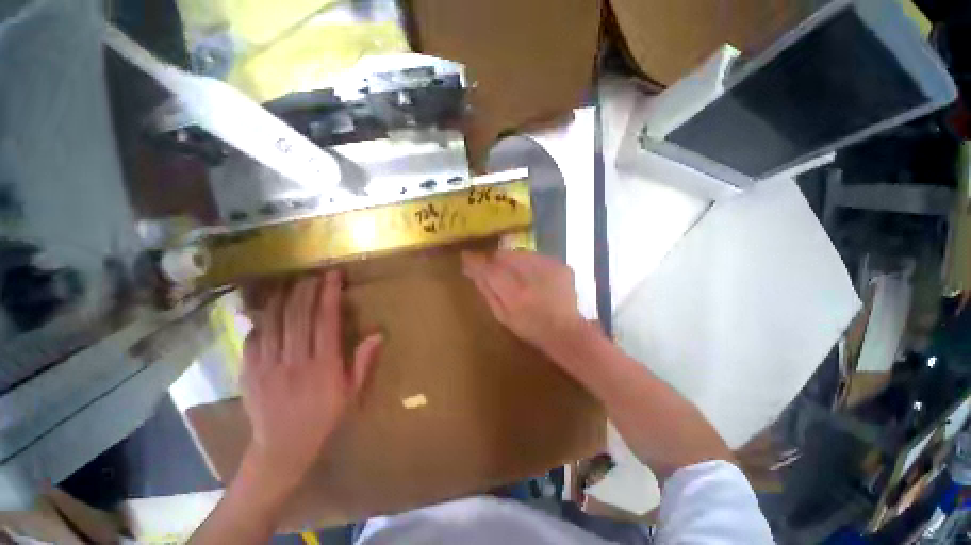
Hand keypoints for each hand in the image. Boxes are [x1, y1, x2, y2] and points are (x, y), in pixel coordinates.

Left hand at [240, 270, 382, 487]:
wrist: (282, 447)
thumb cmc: (324, 417)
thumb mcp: (352, 392)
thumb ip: (363, 361)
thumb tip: (378, 333)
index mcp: (324, 366)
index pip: (326, 320)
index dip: (329, 295)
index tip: (333, 276)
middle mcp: (295, 361)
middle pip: (298, 316)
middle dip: (305, 290)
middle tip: (311, 274)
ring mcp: (268, 366)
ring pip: (273, 322)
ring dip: (282, 298)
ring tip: (289, 283)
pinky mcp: (249, 372)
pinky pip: (253, 338)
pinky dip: (260, 320)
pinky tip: (266, 309)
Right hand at [461, 249, 586, 353]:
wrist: (566, 330)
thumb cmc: (530, 328)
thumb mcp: (502, 315)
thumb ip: (487, 291)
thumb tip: (473, 270)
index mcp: (515, 294)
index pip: (489, 269)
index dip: (476, 261)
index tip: (467, 256)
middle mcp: (532, 277)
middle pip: (504, 255)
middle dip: (496, 260)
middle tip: (495, 269)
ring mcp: (549, 268)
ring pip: (520, 253)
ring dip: (513, 260)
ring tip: (518, 275)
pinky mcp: (560, 265)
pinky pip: (536, 256)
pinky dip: (530, 263)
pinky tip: (534, 277)